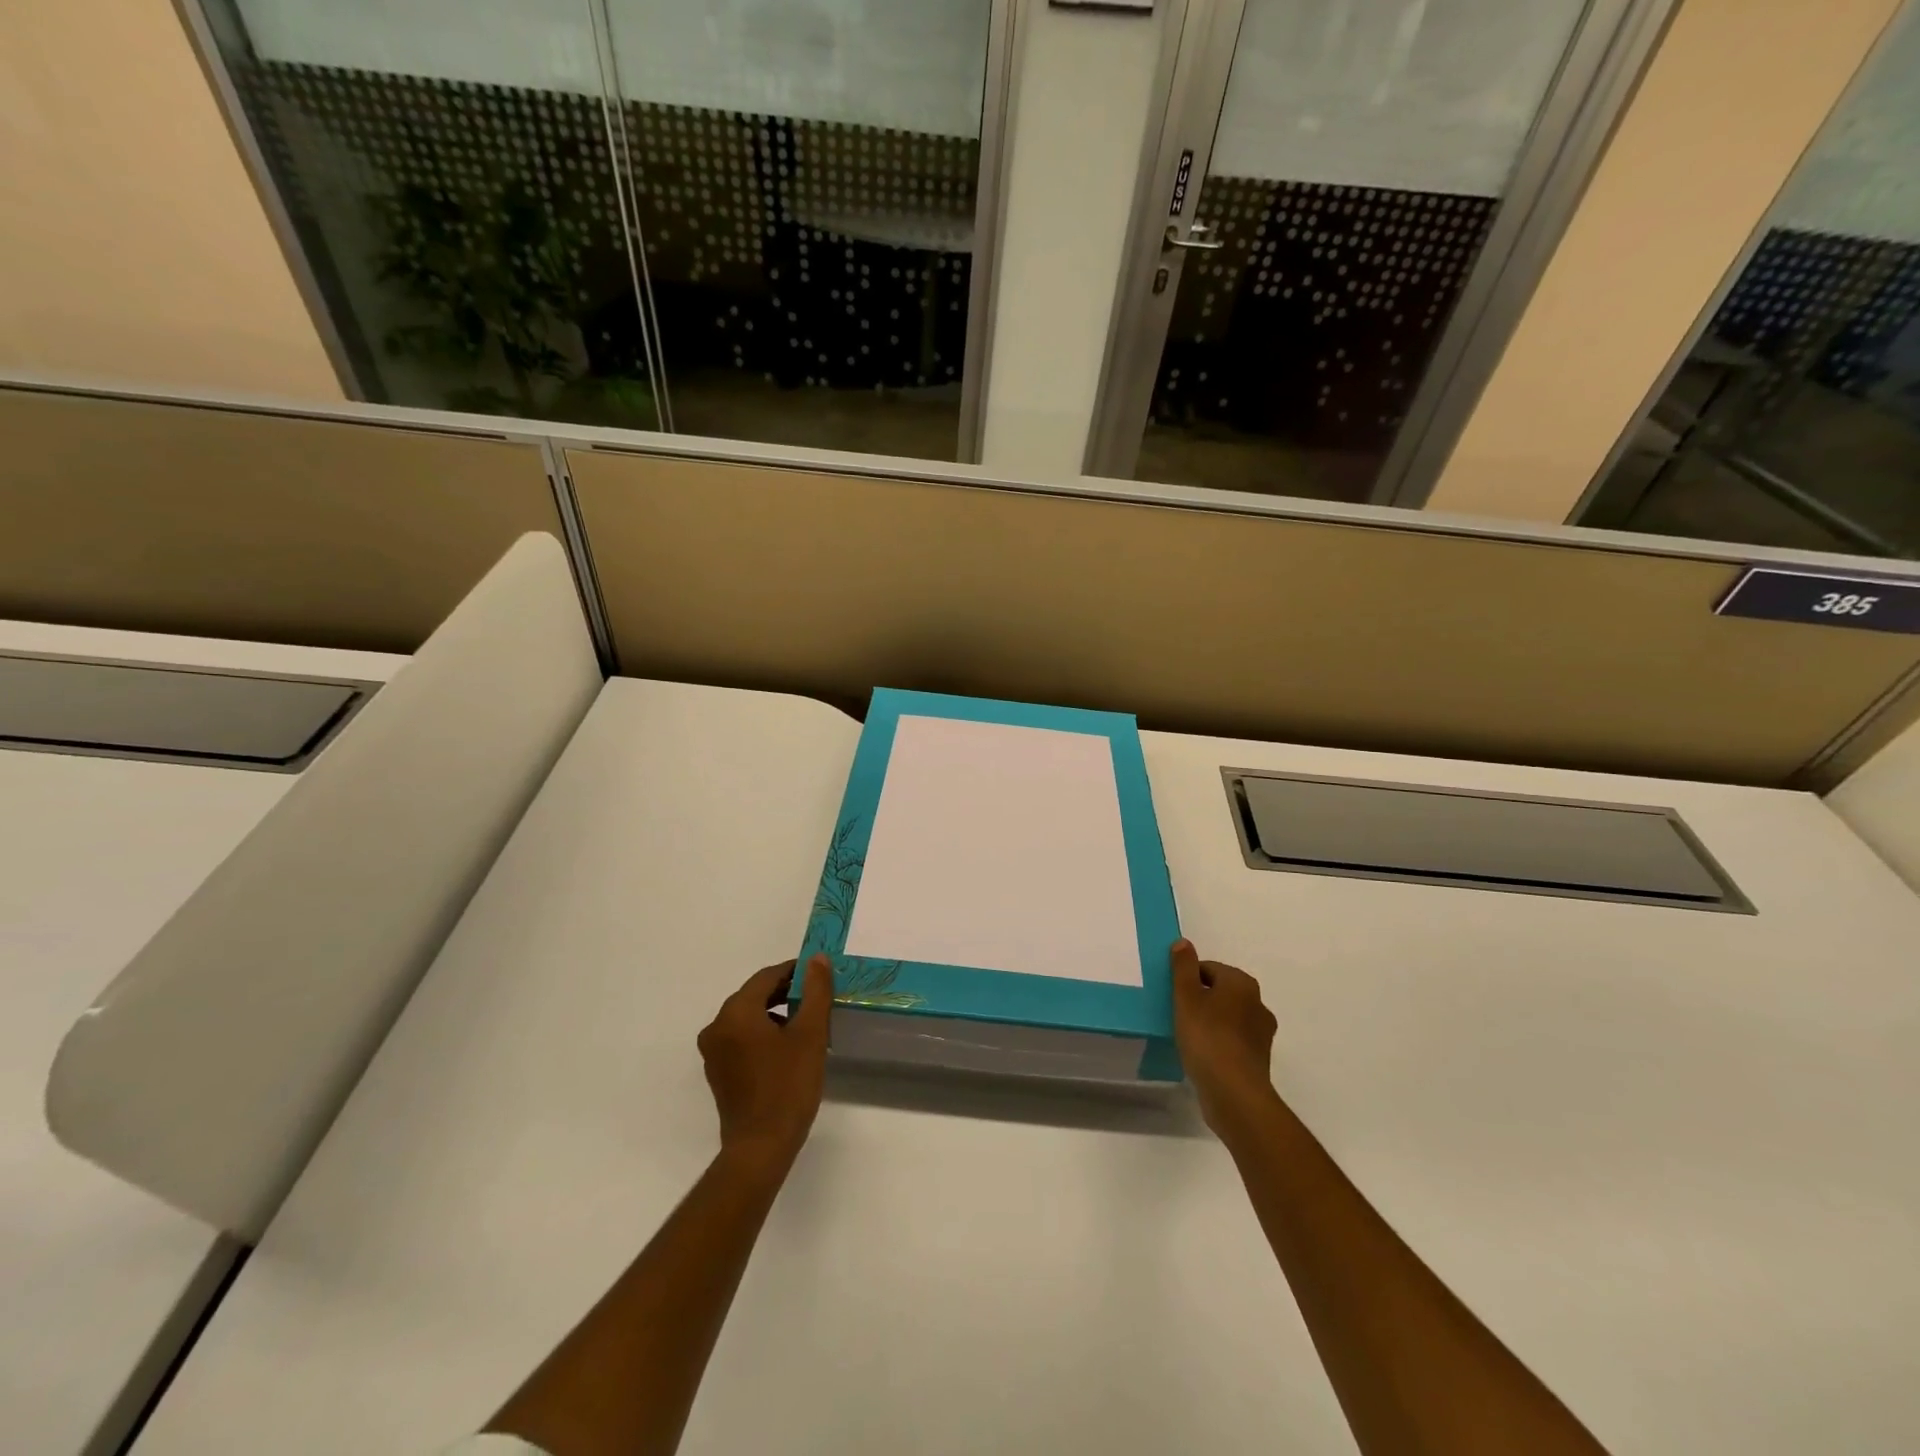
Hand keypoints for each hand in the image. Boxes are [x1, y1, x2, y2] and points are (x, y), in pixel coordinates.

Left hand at [697, 955, 832, 1173]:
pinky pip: (742, 1039)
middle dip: (787, 993)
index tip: (820, 976)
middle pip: (755, 996)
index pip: (767, 977)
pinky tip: (788, 1049)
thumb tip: (817, 959)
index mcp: (736, 1012)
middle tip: (817, 1000)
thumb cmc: (788, 1085)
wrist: (761, 1147)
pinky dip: (764, 1034)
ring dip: (776, 1014)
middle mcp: (717, 1026)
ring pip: (749, 1018)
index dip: (795, 972)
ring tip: (807, 1025)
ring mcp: (714, 1051)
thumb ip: (815, 991)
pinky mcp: (718, 1072)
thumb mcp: (810, 1033)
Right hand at [1171, 939, 1279, 1141]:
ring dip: (1210, 1022)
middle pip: (1220, 992)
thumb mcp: (1186, 997)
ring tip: (1188, 1037)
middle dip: (1200, 1000)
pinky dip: (1219, 1043)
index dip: (1187, 980)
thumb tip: (1184, 943)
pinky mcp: (1259, 1059)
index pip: (1209, 969)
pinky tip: (1202, 1055)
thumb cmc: (1207, 1037)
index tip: (1173, 997)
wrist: (1234, 1093)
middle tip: (1178, 1015)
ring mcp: (1262, 1033)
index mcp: (1242, 983)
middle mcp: (1258, 1003)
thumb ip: (1183, 968)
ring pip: (1228, 1017)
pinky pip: (1233, 1041)